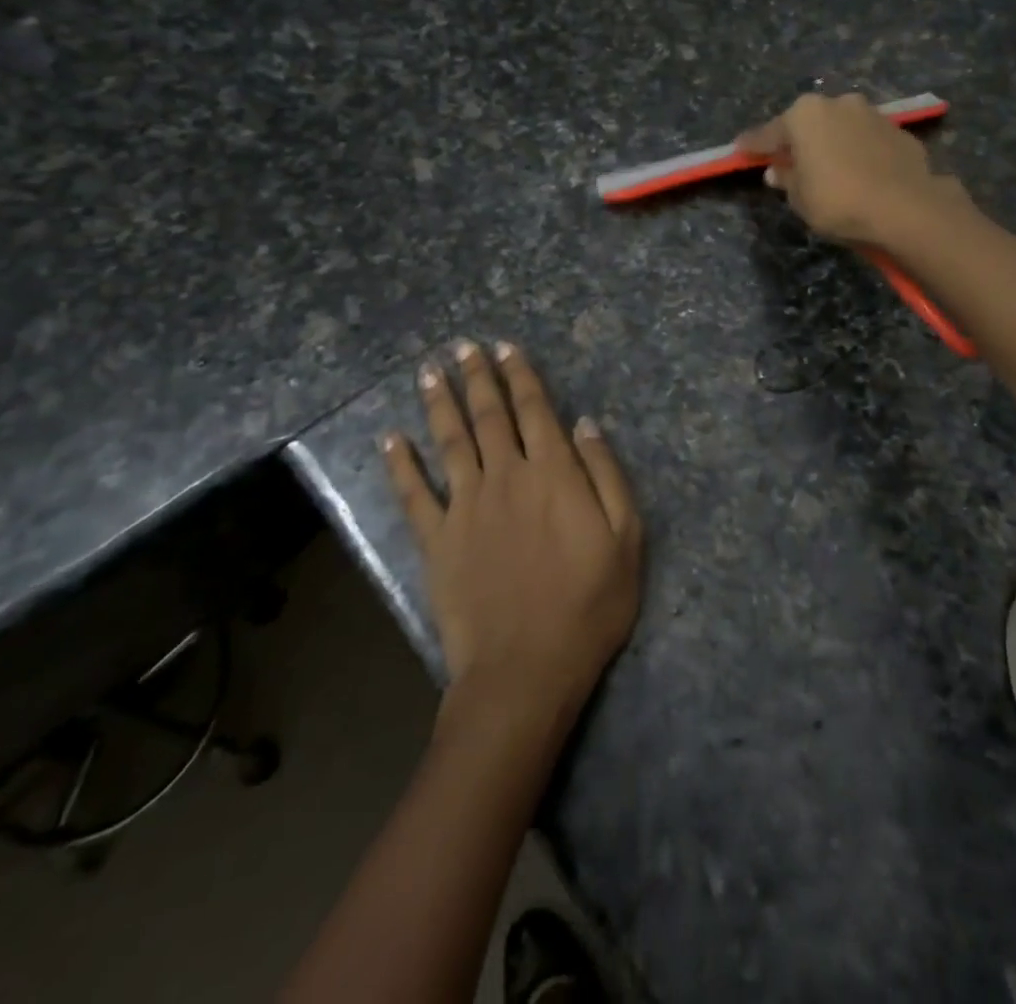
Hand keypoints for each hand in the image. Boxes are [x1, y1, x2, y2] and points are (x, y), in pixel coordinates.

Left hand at [381, 339, 642, 724]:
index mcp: (553, 474)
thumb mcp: (626, 537)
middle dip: (478, 377)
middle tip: (463, 346)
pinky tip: (390, 439)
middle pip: (489, 416)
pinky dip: (400, 465)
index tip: (505, 347)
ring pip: (450, 442)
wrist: (526, 669)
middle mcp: (506, 477)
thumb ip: (606, 474)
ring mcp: (466, 507)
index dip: (520, 375)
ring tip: (430, 372)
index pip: (535, 410)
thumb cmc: (589, 605)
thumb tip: (584, 424)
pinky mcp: (437, 541)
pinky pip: (414, 495)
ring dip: (440, 404)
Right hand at [736, 92, 964, 246]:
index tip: (740, 149)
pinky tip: (859, 173)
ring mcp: (872, 114)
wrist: (906, 207)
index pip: (769, 133)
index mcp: (804, 115)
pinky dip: (858, 153)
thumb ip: (787, 179)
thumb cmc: (839, 201)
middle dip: (798, 141)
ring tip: (828, 168)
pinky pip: (866, 141)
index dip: (753, 145)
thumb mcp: (801, 198)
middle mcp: (838, 104)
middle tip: (788, 161)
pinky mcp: (898, 131)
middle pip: (808, 124)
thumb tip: (778, 170)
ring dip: (831, 144)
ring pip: (841, 128)